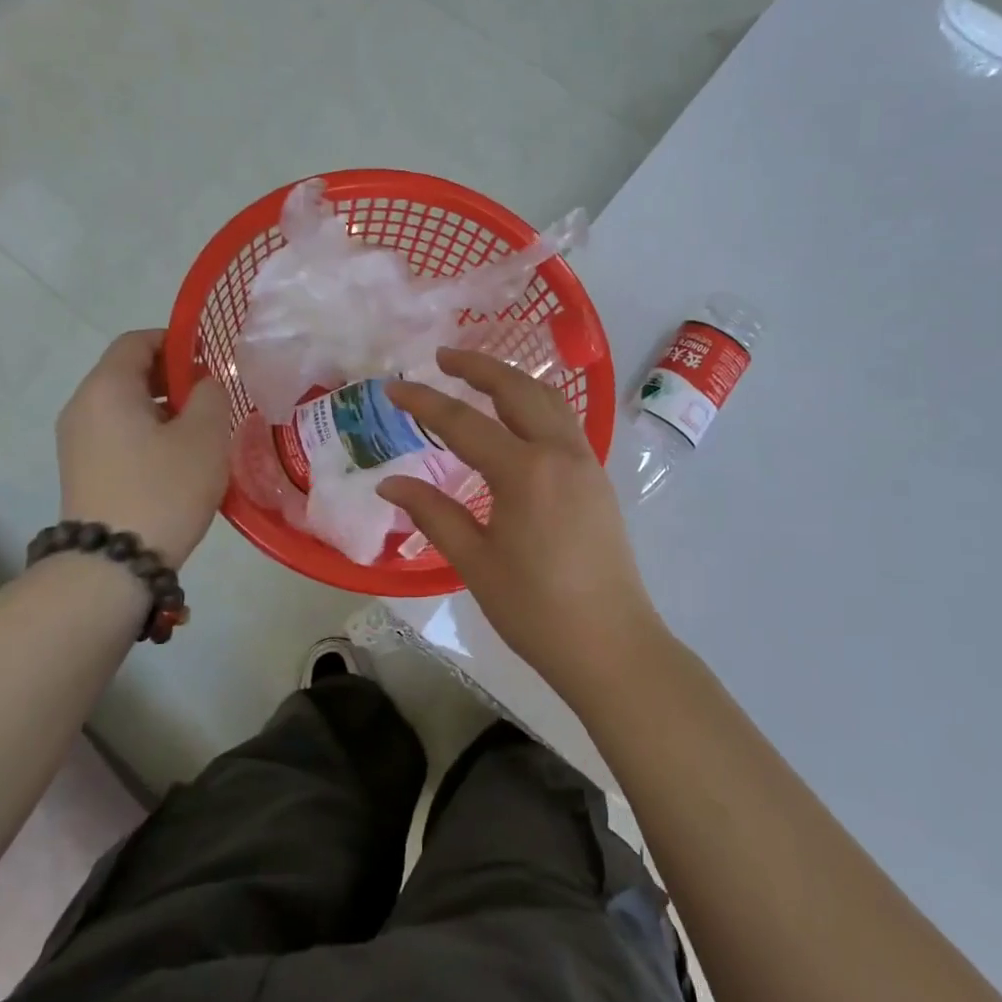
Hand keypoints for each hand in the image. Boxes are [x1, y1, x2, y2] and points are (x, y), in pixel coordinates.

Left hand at [56, 330, 231, 567]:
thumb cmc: (163, 489)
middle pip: (129, 372)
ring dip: (165, 409)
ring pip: (126, 405)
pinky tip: (178, 460)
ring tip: (201, 433)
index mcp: (107, 388)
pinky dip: (148, 433)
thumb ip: (211, 394)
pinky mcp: (82, 470)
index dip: (177, 341)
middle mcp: (83, 406)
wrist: (112, 565)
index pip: (138, 340)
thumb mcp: (205, 435)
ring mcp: (77, 441)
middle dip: (174, 378)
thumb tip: (203, 384)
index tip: (211, 361)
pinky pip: (118, 433)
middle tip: (213, 400)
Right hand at [379, 349, 666, 699]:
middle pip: (517, 390)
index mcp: (525, 472)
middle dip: (479, 366)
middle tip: (443, 357)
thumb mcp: (475, 562)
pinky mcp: (597, 478)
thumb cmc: (536, 609)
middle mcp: (560, 452)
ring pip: (548, 400)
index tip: (393, 387)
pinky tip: (516, 419)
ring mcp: (585, 462)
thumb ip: (434, 514)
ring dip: (512, 380)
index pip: (464, 423)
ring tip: (478, 376)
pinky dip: (535, 404)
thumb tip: (391, 484)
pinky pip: (563, 423)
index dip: (425, 402)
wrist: (611, 644)